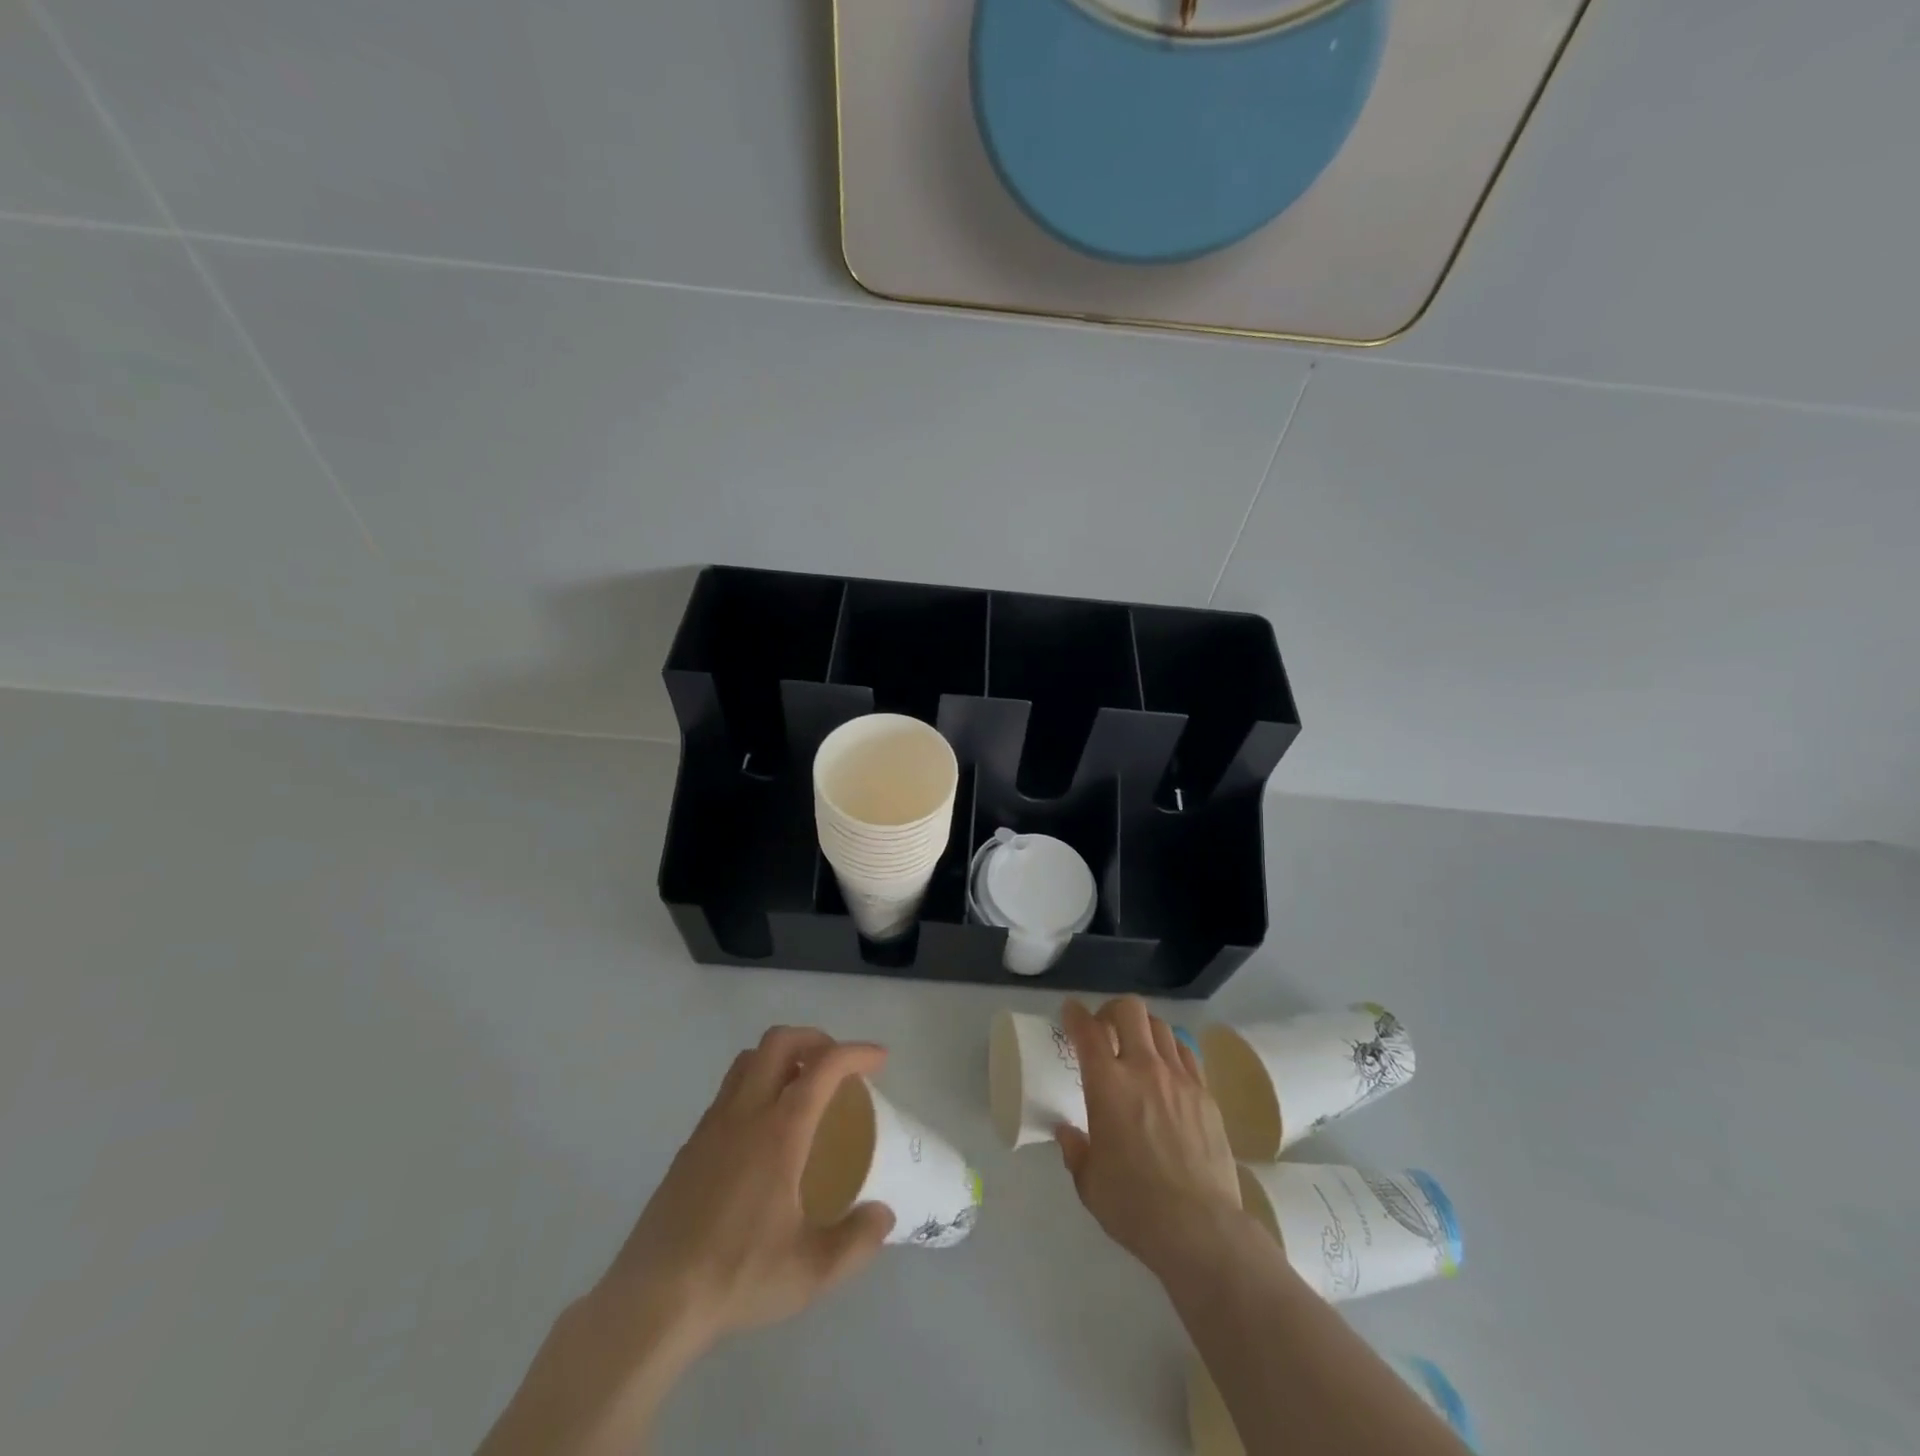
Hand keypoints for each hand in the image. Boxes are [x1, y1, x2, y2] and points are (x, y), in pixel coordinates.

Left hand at [478, 1028, 892, 1455]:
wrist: (652, 1303)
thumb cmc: (736, 1277)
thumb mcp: (811, 1271)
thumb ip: (857, 1241)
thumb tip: (883, 1215)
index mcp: (779, 1131)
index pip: (824, 1067)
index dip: (856, 1053)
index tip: (880, 1061)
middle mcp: (744, 1114)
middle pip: (779, 1042)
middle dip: (815, 1039)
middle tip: (838, 1065)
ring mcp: (711, 1126)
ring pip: (748, 1061)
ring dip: (781, 1057)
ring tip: (803, 1088)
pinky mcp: (689, 1147)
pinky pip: (728, 1091)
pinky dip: (756, 1085)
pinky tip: (764, 1131)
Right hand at [1055, 997, 1243, 1280]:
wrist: (1200, 1229)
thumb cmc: (1134, 1206)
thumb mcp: (1089, 1183)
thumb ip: (1076, 1150)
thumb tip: (1069, 1133)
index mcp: (1108, 1085)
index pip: (1087, 1031)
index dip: (1075, 1014)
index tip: (1070, 1012)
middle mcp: (1144, 1069)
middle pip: (1130, 1010)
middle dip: (1112, 1010)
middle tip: (1105, 1028)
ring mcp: (1180, 1079)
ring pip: (1161, 1027)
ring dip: (1143, 1029)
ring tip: (1137, 1047)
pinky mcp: (1206, 1095)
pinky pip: (1187, 1054)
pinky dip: (1171, 1051)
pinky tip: (1167, 1070)